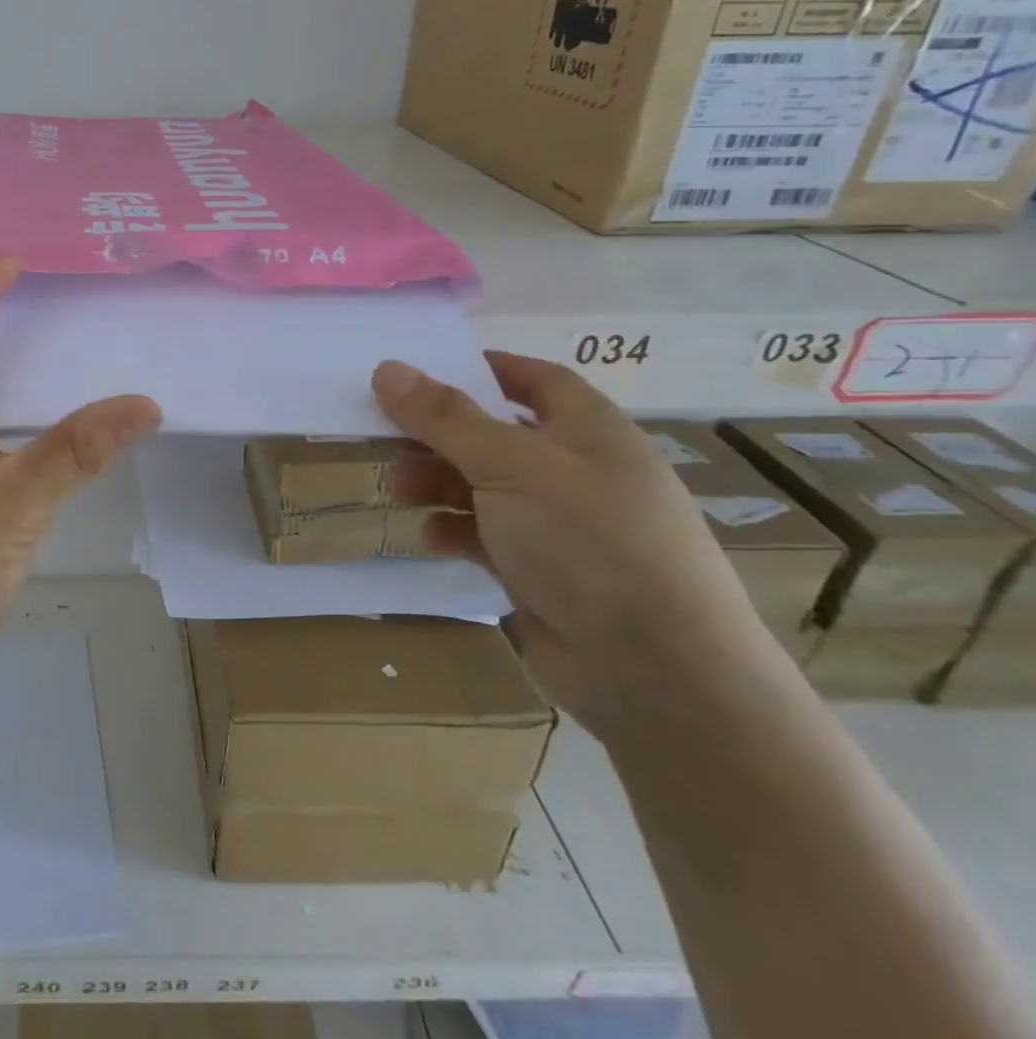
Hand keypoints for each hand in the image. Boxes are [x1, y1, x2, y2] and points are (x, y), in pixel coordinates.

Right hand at [373, 352, 784, 738]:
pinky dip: (455, 531)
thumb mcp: (509, 464)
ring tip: (398, 492)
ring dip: (437, 484)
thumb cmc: (586, 539)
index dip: (480, 370)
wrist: (653, 670)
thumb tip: (387, 368)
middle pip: (493, 434)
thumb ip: (444, 417)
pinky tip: (433, 540)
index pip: (533, 379)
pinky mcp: (541, 570)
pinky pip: (486, 535)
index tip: (420, 373)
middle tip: (386, 440)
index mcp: (587, 429)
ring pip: (482, 486)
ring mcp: (559, 524)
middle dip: (438, 437)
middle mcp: (575, 470)